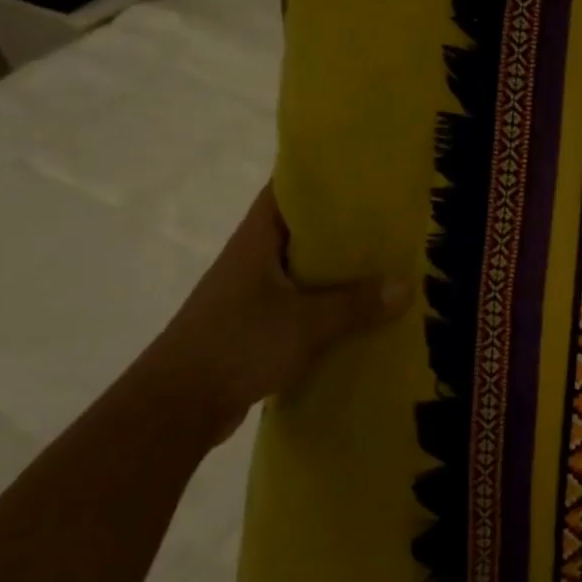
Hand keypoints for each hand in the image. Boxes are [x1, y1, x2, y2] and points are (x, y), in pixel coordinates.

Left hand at [135, 187, 409, 448]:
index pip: (285, 190)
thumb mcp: (305, 323)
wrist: (176, 408)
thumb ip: (356, 304)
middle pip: (302, 230)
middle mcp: (252, 260)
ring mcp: (252, 294)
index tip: (362, 173)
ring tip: (385, 265)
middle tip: (390, 221)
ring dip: (338, 269)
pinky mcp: (255, 326)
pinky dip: (328, 304)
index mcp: (256, 241)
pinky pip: (301, 303)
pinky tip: (360, 313)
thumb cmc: (236, 345)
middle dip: (343, 226)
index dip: (320, 176)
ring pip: (303, 269)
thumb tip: (406, 286)